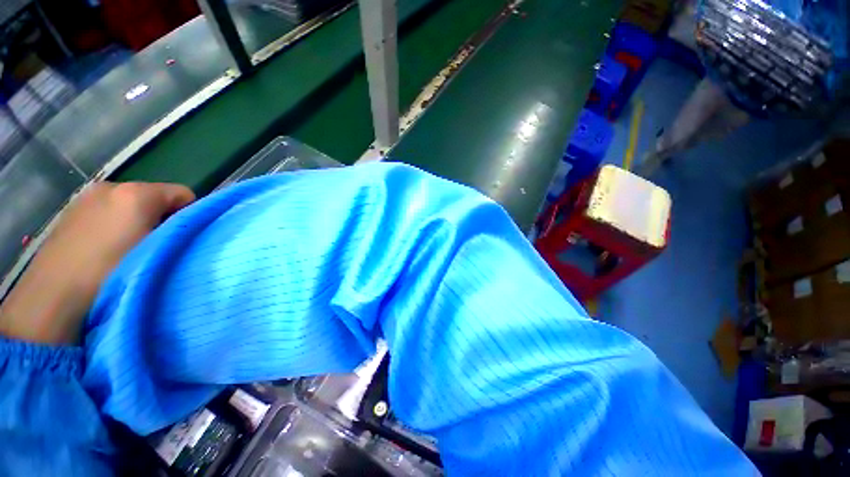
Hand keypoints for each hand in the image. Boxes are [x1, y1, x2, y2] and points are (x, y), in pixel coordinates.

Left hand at [0, 182, 194, 344]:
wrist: (52, 298)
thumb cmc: (110, 272)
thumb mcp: (157, 251)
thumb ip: (178, 231)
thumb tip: (188, 227)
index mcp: (136, 193)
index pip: (183, 193)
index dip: (189, 214)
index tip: (180, 238)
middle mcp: (111, 186)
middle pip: (155, 197)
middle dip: (160, 218)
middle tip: (154, 246)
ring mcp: (86, 198)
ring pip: (129, 205)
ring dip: (137, 223)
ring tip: (128, 251)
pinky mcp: (71, 212)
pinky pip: (107, 212)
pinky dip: (114, 226)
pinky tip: (106, 250)